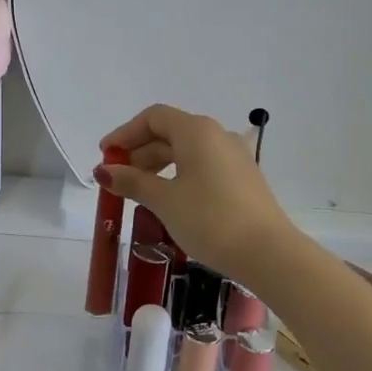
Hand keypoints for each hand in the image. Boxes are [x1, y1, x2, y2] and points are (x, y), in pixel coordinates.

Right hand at [95, 104, 295, 284]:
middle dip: (139, 151)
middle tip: (116, 178)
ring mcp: (234, 156)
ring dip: (157, 165)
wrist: (267, 253)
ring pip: (187, 150)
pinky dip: (178, 174)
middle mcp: (217, 135)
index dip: (125, 133)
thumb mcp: (164, 200)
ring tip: (138, 191)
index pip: (153, 118)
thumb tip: (104, 171)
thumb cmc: (209, 219)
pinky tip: (168, 198)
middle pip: (169, 132)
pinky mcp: (242, 178)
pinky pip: (202, 166)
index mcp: (196, 131)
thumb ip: (132, 182)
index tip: (105, 156)